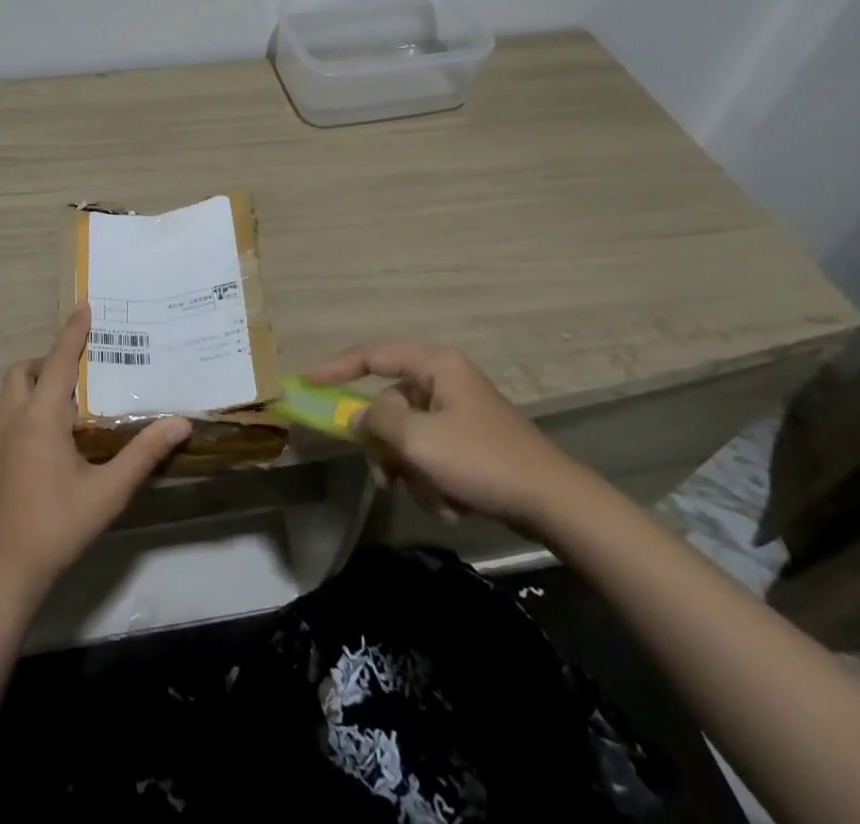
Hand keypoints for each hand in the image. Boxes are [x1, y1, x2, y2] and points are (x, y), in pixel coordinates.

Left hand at [0, 306, 191, 598]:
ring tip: (53, 404)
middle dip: (45, 361)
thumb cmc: (59, 526)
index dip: (72, 331)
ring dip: (25, 387)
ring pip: (2, 395)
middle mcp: (10, 420)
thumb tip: (181, 422)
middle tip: (73, 374)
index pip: (58, 360)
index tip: (84, 305)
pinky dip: (13, 416)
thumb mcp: (109, 491)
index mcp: (41, 418)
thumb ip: (144, 453)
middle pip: (21, 371)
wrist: (2, 574)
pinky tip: (32, 446)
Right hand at [302, 342, 583, 533]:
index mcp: (435, 365)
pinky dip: (432, 479)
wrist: (554, 504)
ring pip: (407, 436)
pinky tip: (453, 502)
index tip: (305, 382)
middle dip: (387, 446)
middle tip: (385, 476)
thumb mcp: (420, 441)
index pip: (372, 355)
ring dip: (412, 470)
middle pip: (389, 405)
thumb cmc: (483, 461)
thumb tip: (357, 418)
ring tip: (435, 495)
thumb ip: (377, 422)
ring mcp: (457, 412)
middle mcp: (444, 380)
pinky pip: (429, 454)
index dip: (335, 367)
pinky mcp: (468, 442)